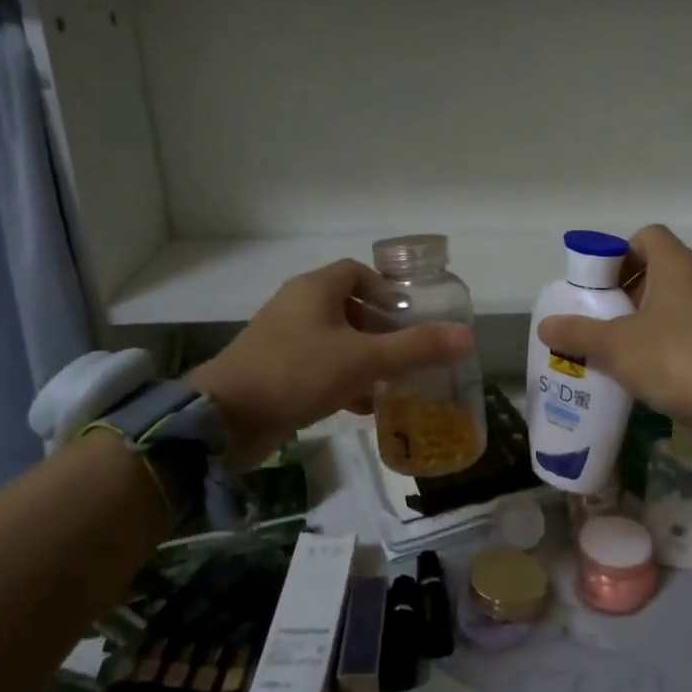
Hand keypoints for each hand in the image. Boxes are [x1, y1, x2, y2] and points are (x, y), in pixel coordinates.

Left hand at [187, 259, 472, 466]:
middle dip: (380, 329)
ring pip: (334, 340)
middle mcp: (296, 307)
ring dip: (363, 358)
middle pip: (347, 307)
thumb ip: (415, 348)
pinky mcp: (274, 371)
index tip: (409, 316)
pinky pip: (317, 366)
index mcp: (315, 290)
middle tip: (407, 352)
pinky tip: (360, 406)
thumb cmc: (296, 374)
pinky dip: (341, 380)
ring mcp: (281, 340)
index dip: (386, 289)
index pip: (356, 272)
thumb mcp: (363, 360)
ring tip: (391, 382)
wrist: (225, 419)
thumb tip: (467, 337)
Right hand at [536, 225, 691, 446]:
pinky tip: (642, 366)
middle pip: (658, 269)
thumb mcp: (614, 345)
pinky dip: (663, 338)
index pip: (647, 236)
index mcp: (678, 266)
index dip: (619, 252)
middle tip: (600, 314)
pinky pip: (686, 327)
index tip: (599, 282)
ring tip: (615, 343)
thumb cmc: (672, 359)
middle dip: (625, 288)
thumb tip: (544, 325)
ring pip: (672, 301)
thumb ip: (577, 332)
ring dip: (643, 316)